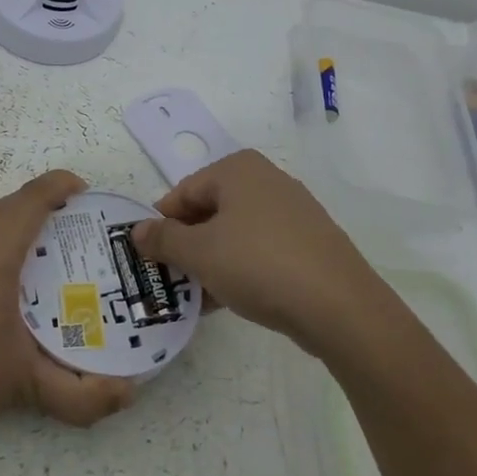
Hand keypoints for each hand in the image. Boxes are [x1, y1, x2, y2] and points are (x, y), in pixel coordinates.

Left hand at [0, 170, 134, 447]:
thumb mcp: (25, 388)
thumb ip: (82, 396)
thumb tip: (129, 394)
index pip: (34, 201)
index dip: (59, 185)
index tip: (80, 189)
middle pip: (8, 208)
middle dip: (39, 209)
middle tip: (62, 231)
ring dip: (3, 217)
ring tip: (22, 236)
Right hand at [132, 150, 381, 355]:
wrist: (340, 306)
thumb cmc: (259, 265)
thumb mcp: (199, 253)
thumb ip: (162, 240)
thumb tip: (136, 232)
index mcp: (238, 169)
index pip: (183, 192)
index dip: (162, 225)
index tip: (151, 259)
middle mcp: (267, 179)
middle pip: (210, 210)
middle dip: (188, 245)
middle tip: (173, 279)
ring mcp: (293, 211)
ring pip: (236, 232)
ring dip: (213, 261)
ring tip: (199, 296)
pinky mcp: (310, 242)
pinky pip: (262, 249)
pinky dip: (242, 268)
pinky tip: (232, 299)